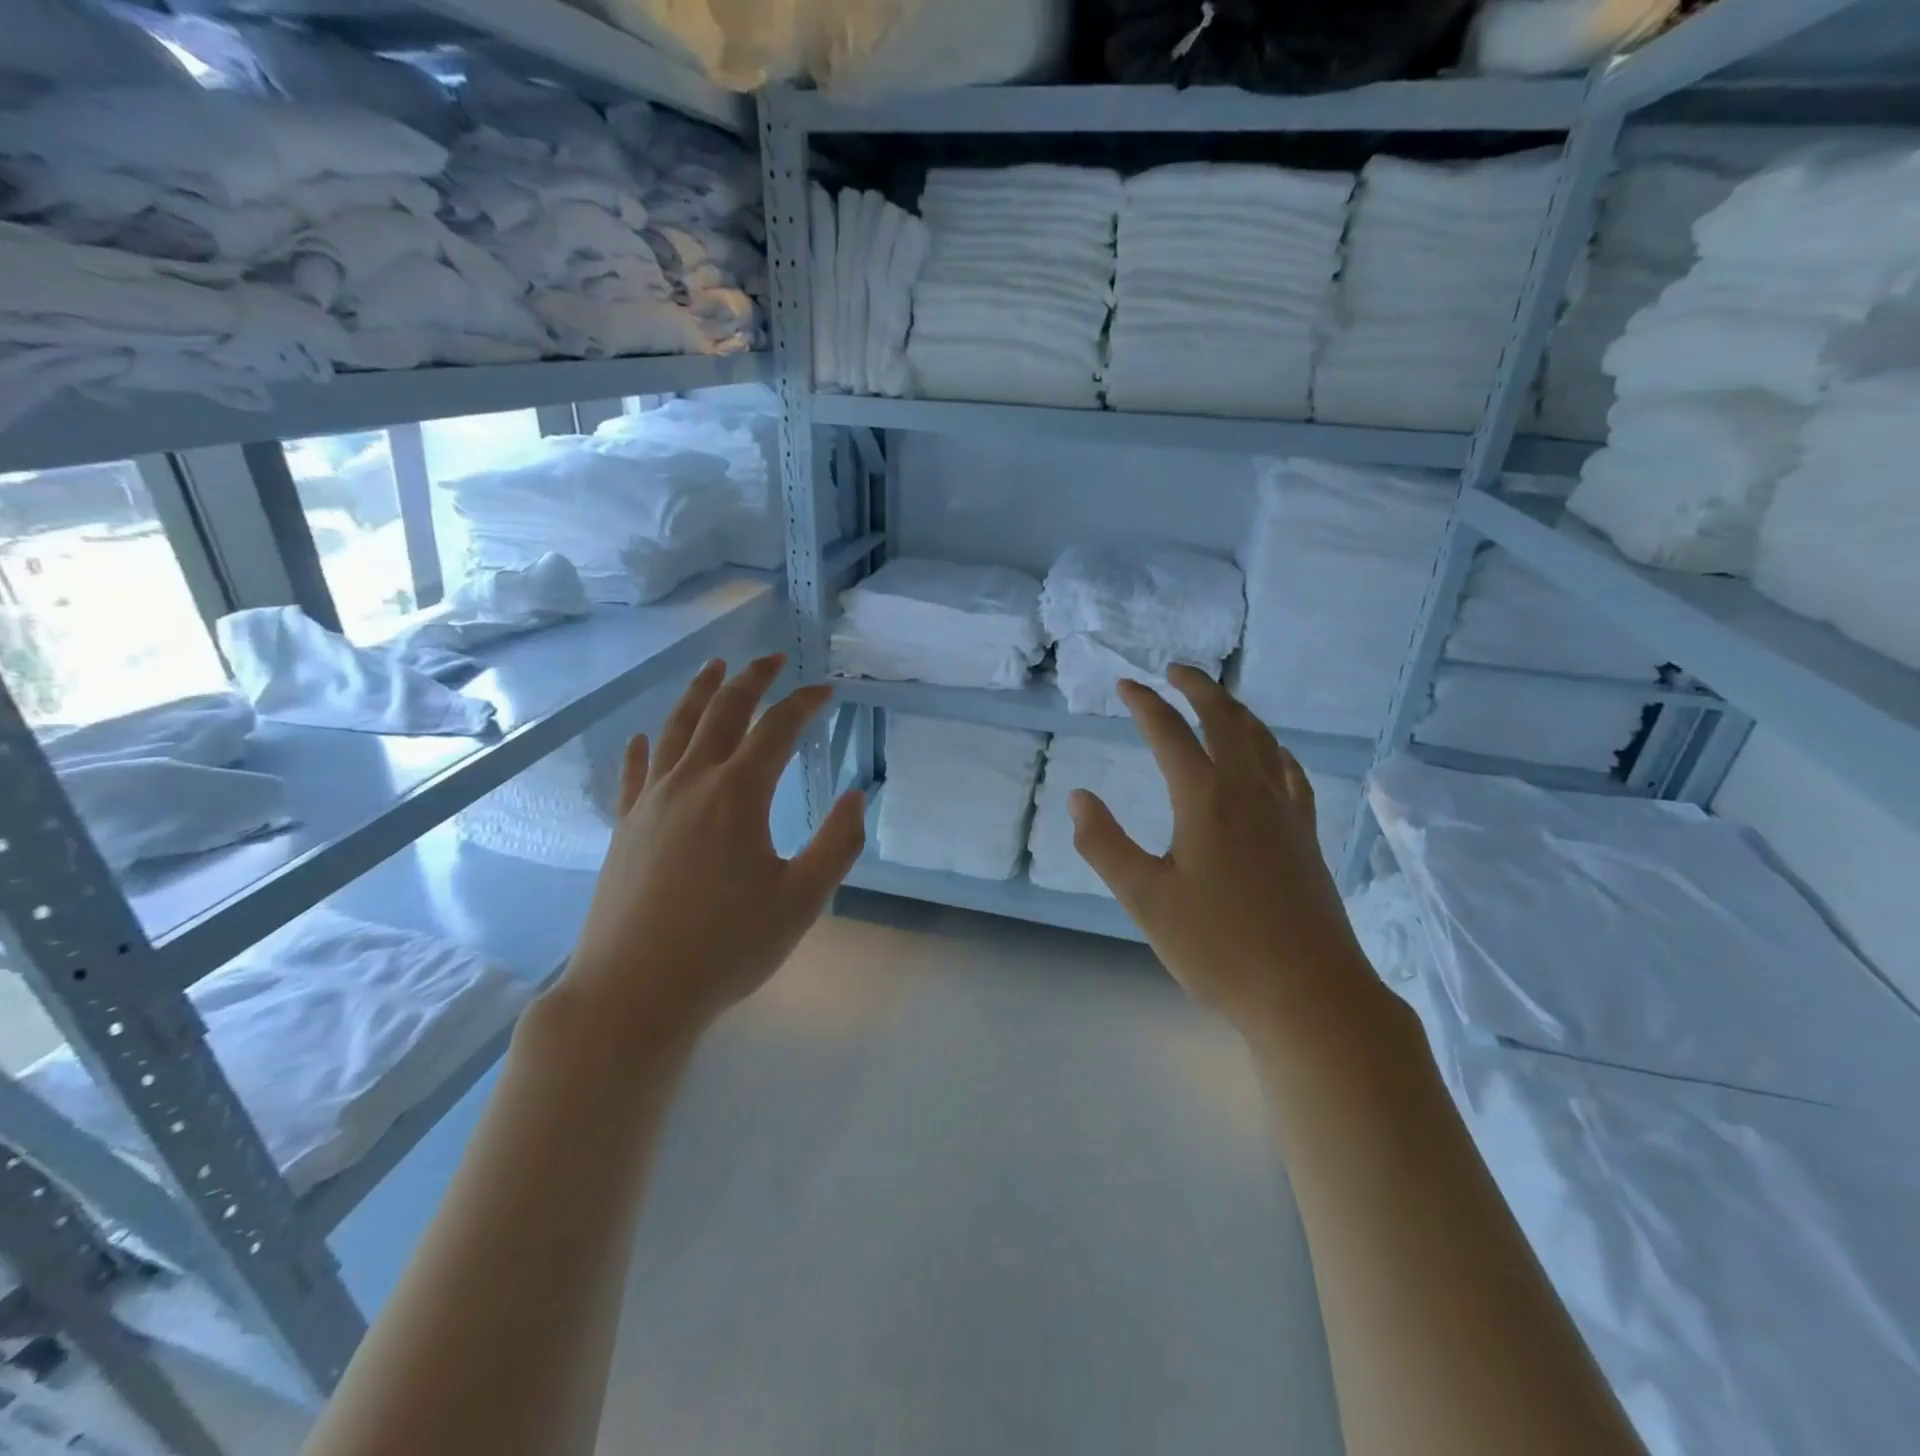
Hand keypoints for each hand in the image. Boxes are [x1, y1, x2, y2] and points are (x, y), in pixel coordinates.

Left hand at [557, 655, 865, 1045]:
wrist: (633, 992)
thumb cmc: (725, 947)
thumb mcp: (800, 901)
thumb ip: (836, 845)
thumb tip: (857, 796)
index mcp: (738, 795)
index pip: (777, 729)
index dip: (804, 703)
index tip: (826, 689)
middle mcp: (691, 783)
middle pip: (723, 713)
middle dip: (751, 679)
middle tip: (773, 658)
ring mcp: (651, 802)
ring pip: (676, 729)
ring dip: (699, 693)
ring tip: (714, 667)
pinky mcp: (625, 827)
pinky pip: (636, 772)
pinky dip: (644, 747)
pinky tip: (644, 737)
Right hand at [1068, 666, 1376, 1041]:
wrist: (1309, 991)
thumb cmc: (1218, 946)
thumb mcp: (1144, 898)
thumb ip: (1104, 844)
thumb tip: (1078, 796)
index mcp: (1206, 799)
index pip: (1170, 733)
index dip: (1145, 704)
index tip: (1126, 684)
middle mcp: (1249, 791)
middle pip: (1226, 720)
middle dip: (1198, 687)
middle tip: (1175, 671)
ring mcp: (1285, 811)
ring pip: (1263, 739)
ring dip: (1236, 710)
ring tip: (1216, 701)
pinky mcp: (1306, 835)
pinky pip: (1290, 771)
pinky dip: (1272, 747)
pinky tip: (1270, 754)